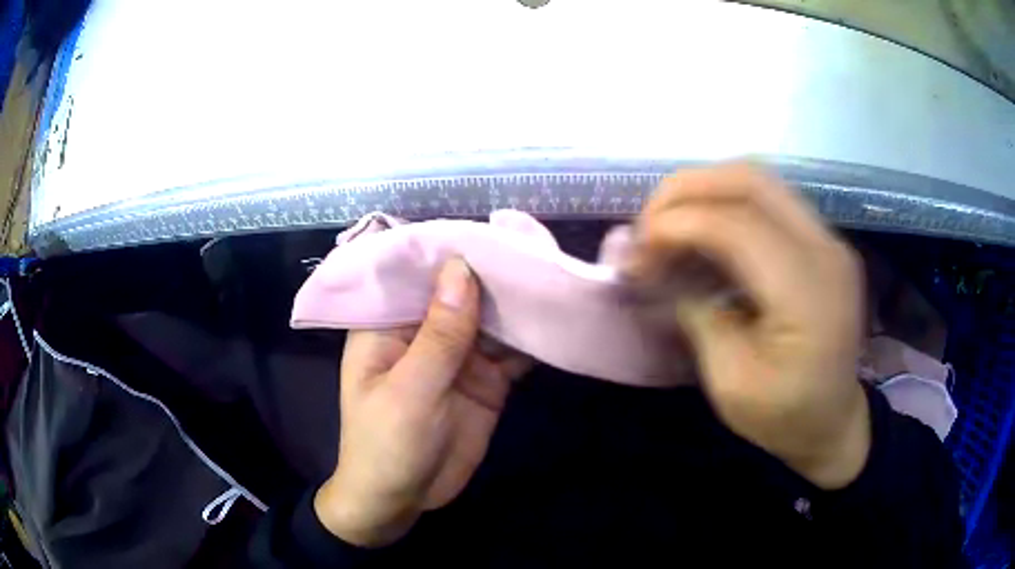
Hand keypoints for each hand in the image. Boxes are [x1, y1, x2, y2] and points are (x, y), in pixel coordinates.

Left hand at [315, 258, 531, 546]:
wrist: (404, 502)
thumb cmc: (386, 447)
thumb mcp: (410, 392)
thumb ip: (439, 335)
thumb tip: (462, 267)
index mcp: (387, 324)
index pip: (415, 273)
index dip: (449, 248)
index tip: (490, 226)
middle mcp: (423, 331)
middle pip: (461, 291)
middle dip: (494, 272)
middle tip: (536, 244)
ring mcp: (457, 356)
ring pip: (491, 318)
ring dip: (518, 302)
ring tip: (554, 272)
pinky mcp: (485, 380)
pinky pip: (511, 352)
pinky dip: (532, 338)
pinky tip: (558, 318)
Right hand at [626, 164, 869, 488]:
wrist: (833, 423)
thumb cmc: (784, 416)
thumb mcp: (730, 381)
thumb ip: (697, 313)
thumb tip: (657, 265)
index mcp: (809, 293)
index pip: (737, 225)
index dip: (677, 223)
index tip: (636, 249)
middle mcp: (825, 249)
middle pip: (750, 179)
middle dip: (687, 189)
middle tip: (647, 224)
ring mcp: (828, 240)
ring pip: (759, 180)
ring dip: (705, 191)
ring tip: (668, 224)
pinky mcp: (821, 242)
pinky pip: (768, 201)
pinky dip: (725, 204)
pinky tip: (702, 232)